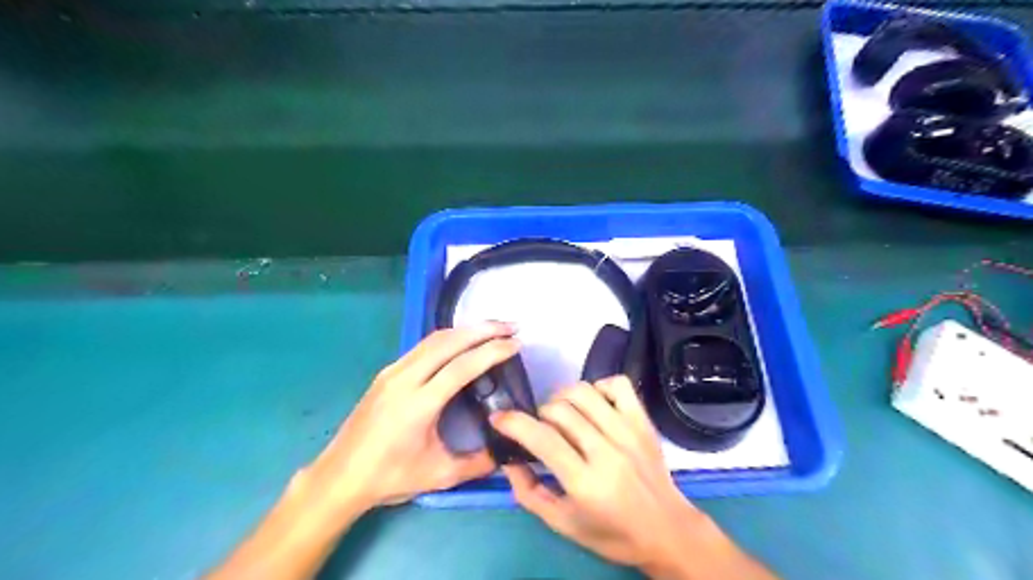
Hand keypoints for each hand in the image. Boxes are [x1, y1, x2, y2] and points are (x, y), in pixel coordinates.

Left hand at [304, 325, 516, 512]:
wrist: (339, 476)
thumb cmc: (389, 477)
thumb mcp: (439, 475)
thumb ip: (478, 463)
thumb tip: (508, 452)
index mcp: (419, 404)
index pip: (462, 366)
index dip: (492, 352)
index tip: (516, 343)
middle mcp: (405, 379)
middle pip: (449, 342)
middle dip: (483, 329)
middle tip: (511, 326)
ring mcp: (392, 372)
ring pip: (434, 339)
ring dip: (466, 330)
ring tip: (492, 329)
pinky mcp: (386, 372)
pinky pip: (422, 346)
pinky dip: (448, 338)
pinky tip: (462, 342)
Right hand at [491, 379, 773, 576]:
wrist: (667, 531)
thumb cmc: (612, 533)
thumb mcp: (563, 523)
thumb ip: (529, 492)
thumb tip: (507, 460)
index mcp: (585, 482)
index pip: (542, 439)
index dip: (513, 423)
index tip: (498, 418)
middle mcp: (607, 452)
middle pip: (560, 410)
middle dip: (539, 414)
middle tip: (541, 429)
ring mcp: (628, 432)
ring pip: (584, 392)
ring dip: (563, 398)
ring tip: (563, 415)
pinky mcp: (643, 422)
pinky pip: (618, 384)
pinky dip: (598, 386)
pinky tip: (594, 405)